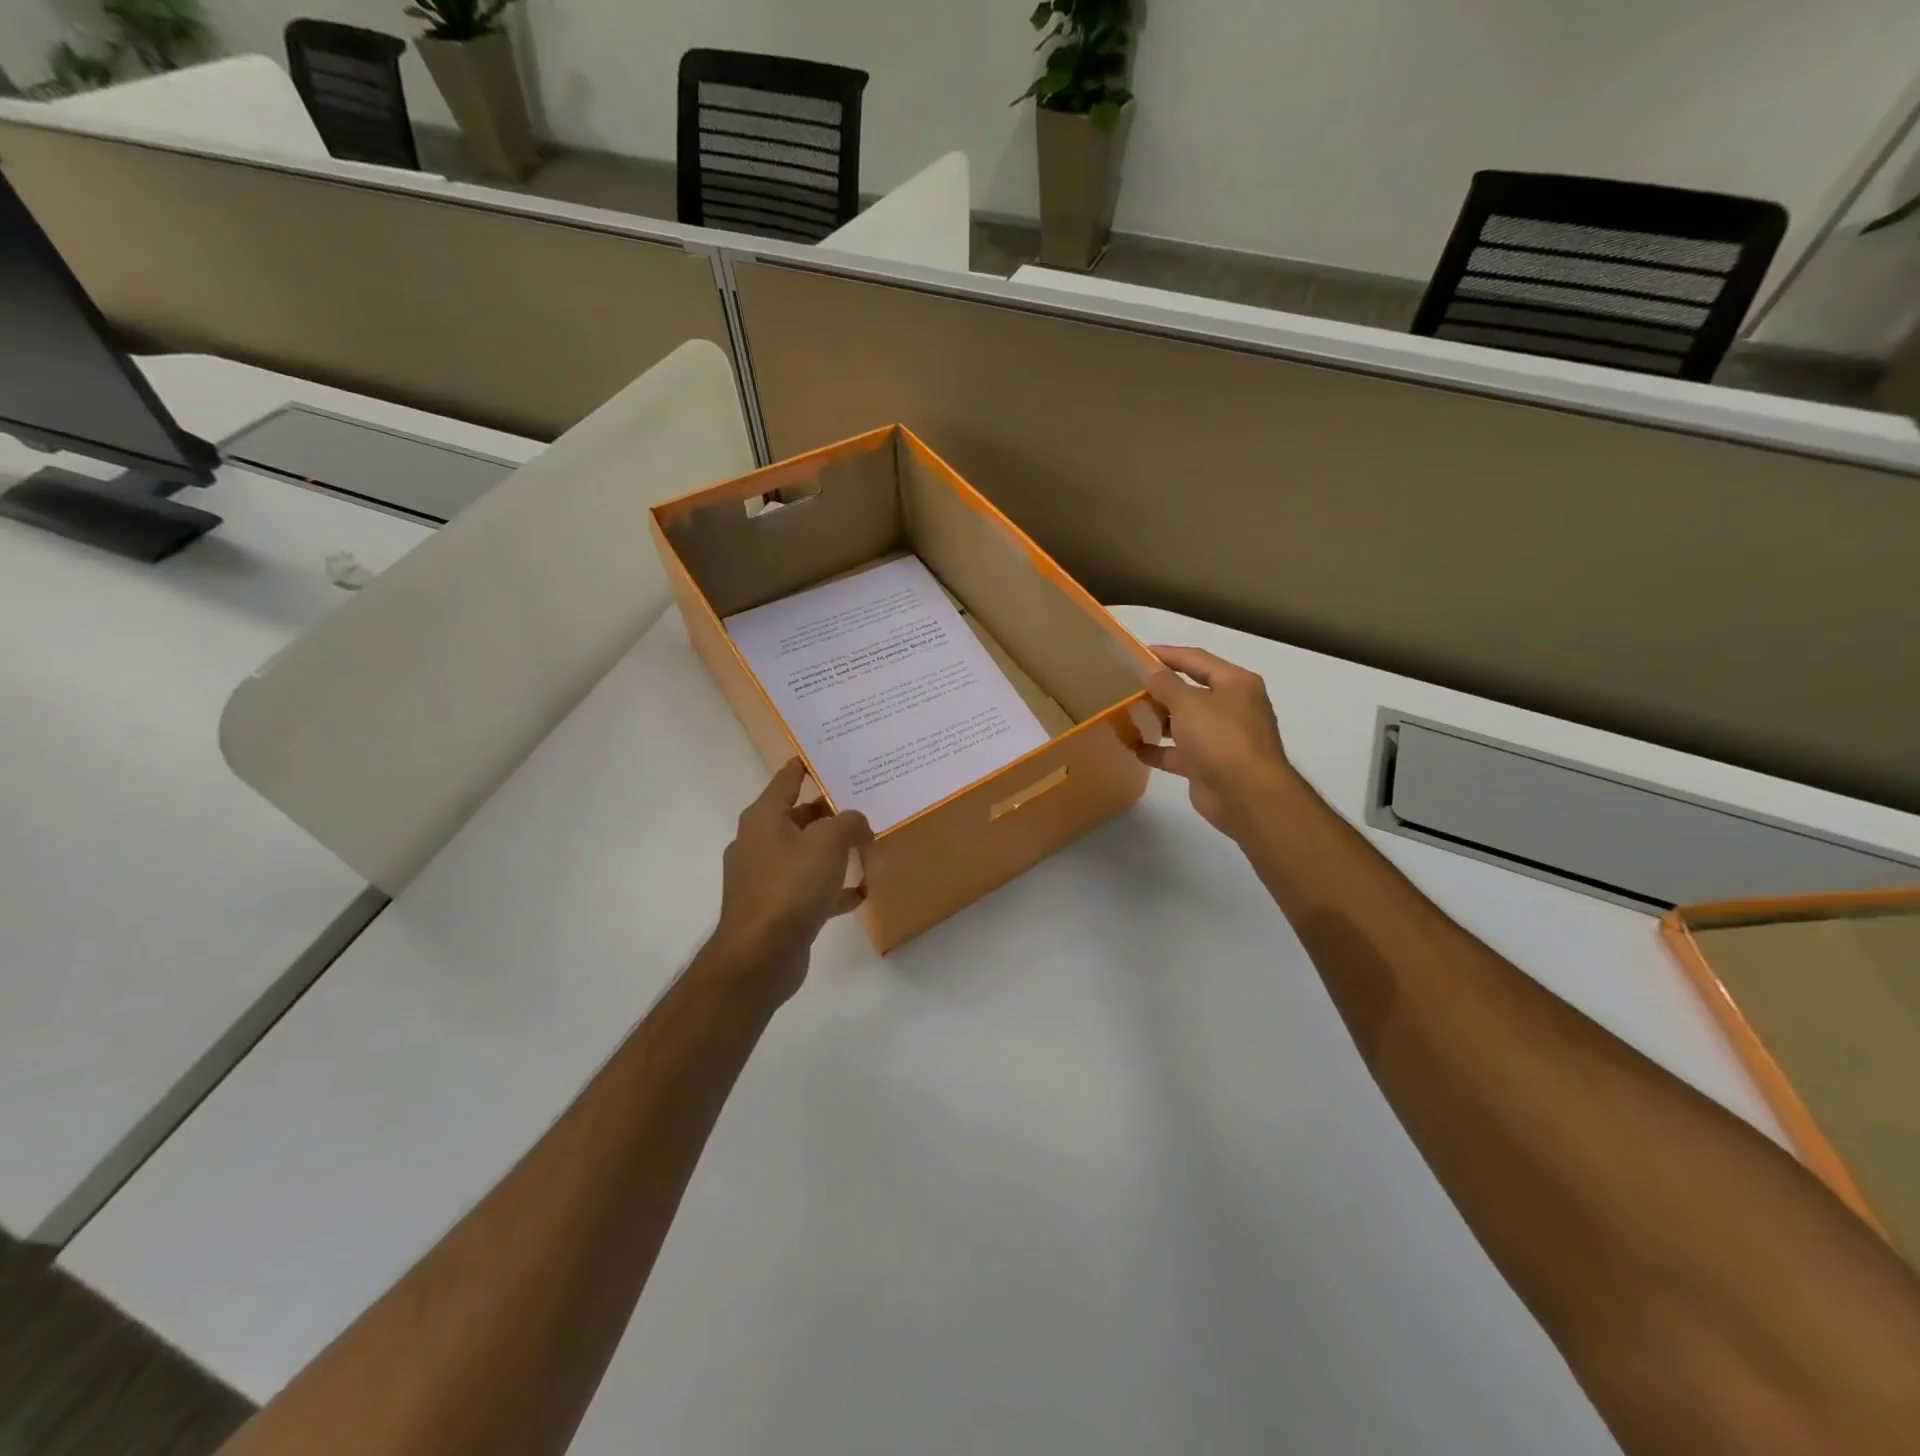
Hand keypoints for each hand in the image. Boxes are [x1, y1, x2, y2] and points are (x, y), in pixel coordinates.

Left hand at [711, 759, 873, 1001]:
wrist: (760, 956)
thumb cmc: (790, 886)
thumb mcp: (829, 843)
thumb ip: (849, 823)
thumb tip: (858, 824)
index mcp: (763, 818)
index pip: (786, 780)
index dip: (805, 766)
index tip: (826, 755)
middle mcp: (758, 843)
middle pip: (797, 817)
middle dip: (828, 812)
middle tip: (862, 803)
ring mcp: (763, 878)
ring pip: (803, 854)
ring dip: (831, 851)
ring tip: (865, 846)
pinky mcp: (774, 909)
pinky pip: (807, 889)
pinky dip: (830, 888)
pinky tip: (859, 892)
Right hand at [1138, 646, 1297, 840]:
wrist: (1246, 796)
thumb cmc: (1221, 738)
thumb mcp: (1189, 703)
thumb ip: (1165, 684)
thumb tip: (1150, 670)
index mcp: (1235, 684)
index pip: (1197, 659)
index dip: (1167, 654)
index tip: (1137, 653)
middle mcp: (1232, 708)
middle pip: (1191, 691)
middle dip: (1161, 688)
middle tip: (1128, 684)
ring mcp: (1221, 738)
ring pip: (1184, 722)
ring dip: (1158, 719)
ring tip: (1128, 713)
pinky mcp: (1208, 765)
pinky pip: (1178, 752)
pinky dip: (1158, 750)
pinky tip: (1134, 747)